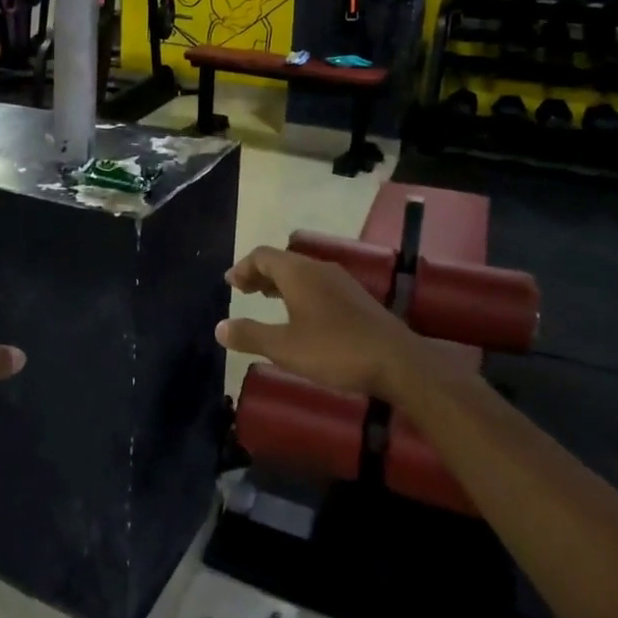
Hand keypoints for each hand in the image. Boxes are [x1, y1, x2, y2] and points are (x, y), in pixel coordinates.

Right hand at [216, 245, 420, 396]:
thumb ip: (250, 335)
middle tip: (243, 291)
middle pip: (282, 261)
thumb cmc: (335, 350)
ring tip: (266, 299)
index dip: (242, 267)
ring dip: (280, 282)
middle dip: (259, 273)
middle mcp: (319, 269)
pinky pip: (318, 285)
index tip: (230, 284)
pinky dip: (299, 292)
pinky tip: (300, 316)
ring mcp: (341, 283)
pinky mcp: (357, 299)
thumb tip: (219, 328)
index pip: (263, 255)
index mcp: (299, 273)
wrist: (398, 363)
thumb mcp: (285, 347)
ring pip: (302, 273)